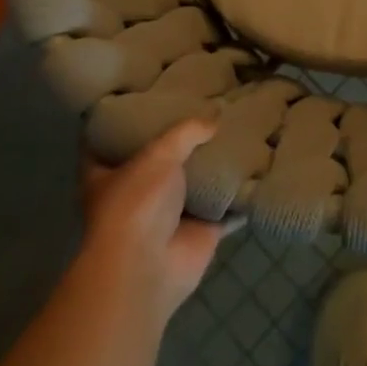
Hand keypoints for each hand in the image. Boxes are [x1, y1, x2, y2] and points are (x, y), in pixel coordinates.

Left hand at [80, 117, 229, 323]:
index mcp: (107, 175)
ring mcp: (168, 216)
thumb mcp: (157, 154)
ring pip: (194, 185)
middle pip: (158, 162)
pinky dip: (241, 197)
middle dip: (179, 142)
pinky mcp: (199, 232)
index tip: (144, 98)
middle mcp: (136, 195)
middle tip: (204, 108)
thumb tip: (215, 118)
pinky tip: (259, 171)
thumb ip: (186, 132)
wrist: (149, 268)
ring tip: (238, 131)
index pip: (108, 142)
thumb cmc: (137, 204)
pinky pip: (226, 209)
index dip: (123, 121)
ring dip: (213, 168)